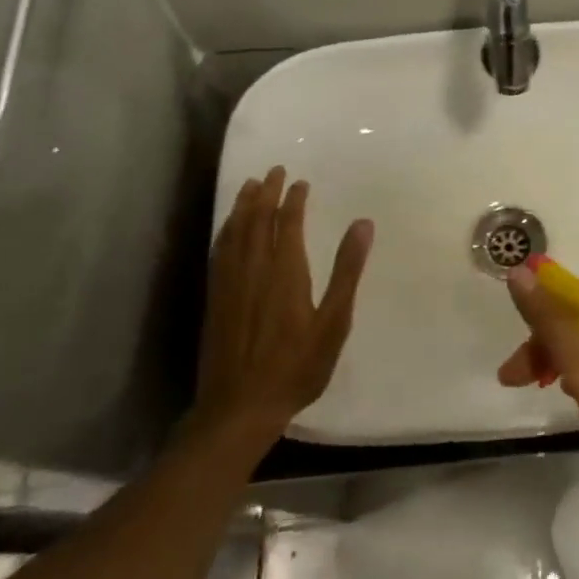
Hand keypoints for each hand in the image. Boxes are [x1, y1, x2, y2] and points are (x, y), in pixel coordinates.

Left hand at [192, 167, 373, 452]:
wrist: (239, 407)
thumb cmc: (296, 366)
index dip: (294, 199)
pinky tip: (228, 228)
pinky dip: (226, 231)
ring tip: (249, 186)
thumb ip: (347, 271)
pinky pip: (220, 251)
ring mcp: (230, 283)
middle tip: (273, 171)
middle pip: (258, 220)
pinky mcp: (215, 299)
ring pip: (235, 232)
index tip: (300, 182)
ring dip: (243, 206)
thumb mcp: (334, 322)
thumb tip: (363, 224)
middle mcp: (254, 268)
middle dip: (265, 193)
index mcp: (285, 271)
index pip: (289, 222)